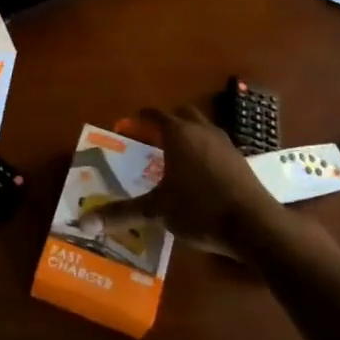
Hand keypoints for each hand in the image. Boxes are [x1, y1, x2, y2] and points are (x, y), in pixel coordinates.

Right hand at [79, 105, 280, 245]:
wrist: (255, 225)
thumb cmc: (199, 209)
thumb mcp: (156, 211)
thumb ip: (121, 213)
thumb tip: (84, 222)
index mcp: (178, 134)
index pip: (154, 115)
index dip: (139, 119)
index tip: (128, 126)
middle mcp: (201, 131)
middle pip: (181, 114)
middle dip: (165, 122)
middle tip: (150, 139)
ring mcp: (225, 144)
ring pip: (202, 128)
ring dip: (187, 135)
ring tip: (173, 156)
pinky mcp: (240, 160)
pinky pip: (216, 145)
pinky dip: (204, 151)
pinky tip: (198, 175)